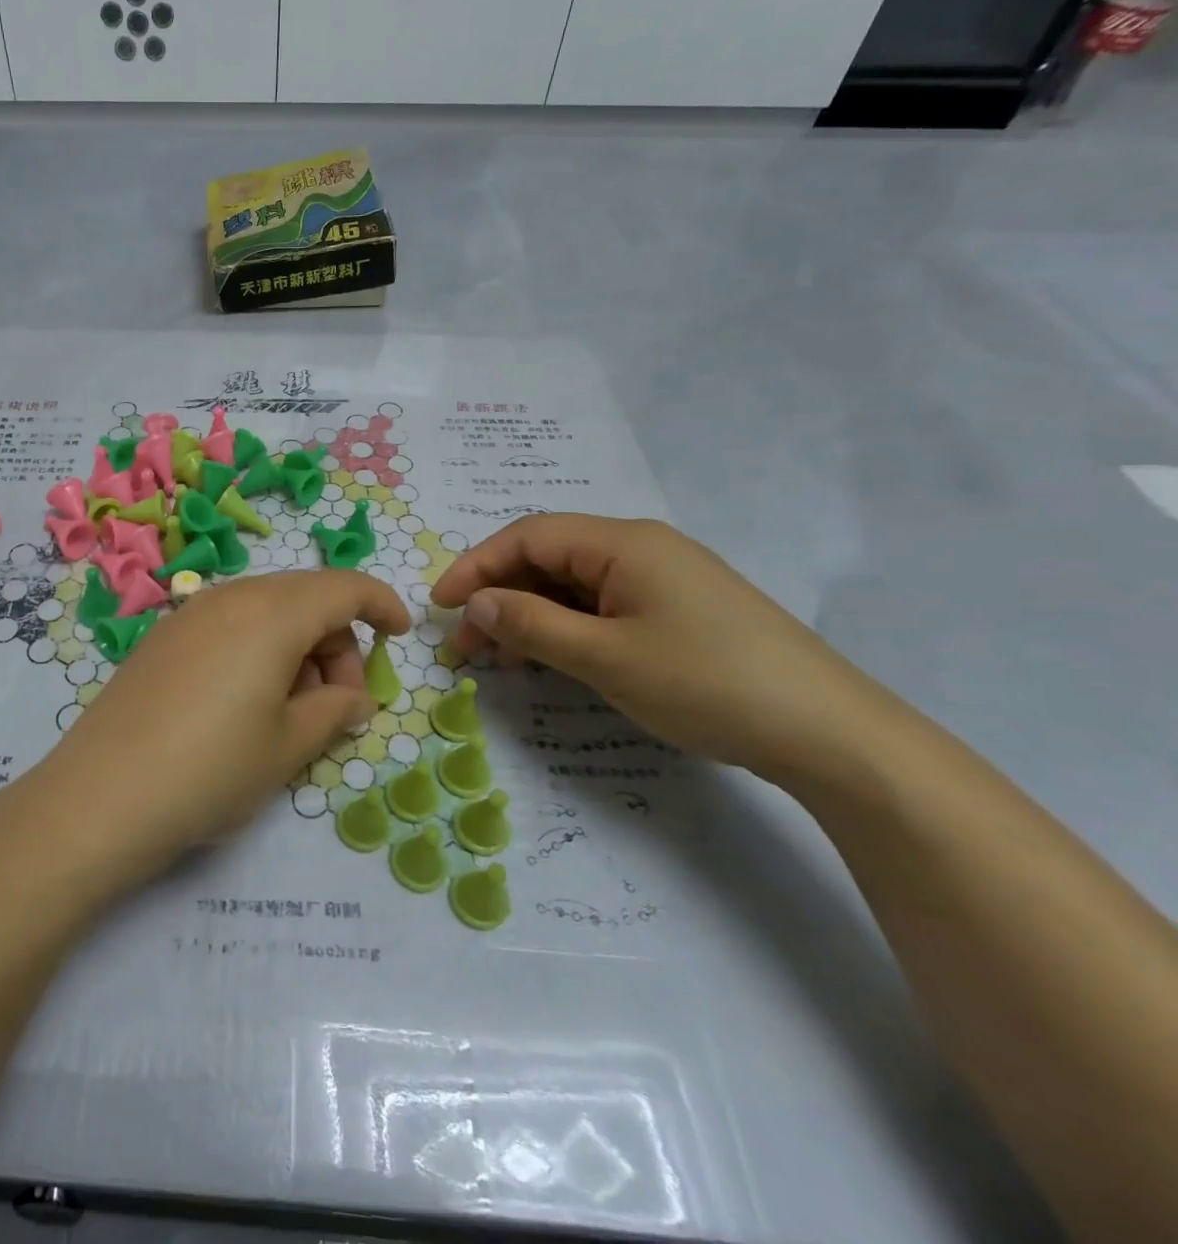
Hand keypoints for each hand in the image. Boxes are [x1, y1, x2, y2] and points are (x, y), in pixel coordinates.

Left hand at [22, 571, 409, 890]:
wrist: (100, 797)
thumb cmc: (210, 770)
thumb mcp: (288, 747)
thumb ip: (334, 711)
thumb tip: (356, 698)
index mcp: (273, 614)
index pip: (344, 587)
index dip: (381, 604)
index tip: (399, 635)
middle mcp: (231, 598)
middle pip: (305, 597)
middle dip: (337, 641)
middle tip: (339, 703)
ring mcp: (190, 613)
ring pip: (266, 610)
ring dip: (297, 646)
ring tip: (292, 711)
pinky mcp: (162, 637)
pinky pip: (229, 624)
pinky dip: (257, 648)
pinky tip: (246, 701)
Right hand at [430, 515, 898, 781]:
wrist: (831, 734)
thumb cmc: (707, 683)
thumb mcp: (605, 658)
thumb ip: (532, 626)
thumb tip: (476, 604)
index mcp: (623, 543)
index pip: (528, 536)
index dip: (476, 566)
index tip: (440, 607)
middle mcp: (641, 548)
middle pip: (549, 558)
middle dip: (500, 595)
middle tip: (467, 644)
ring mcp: (663, 579)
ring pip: (574, 585)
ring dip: (530, 615)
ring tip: (501, 659)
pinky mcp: (679, 610)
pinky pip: (603, 606)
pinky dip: (566, 628)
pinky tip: (552, 659)